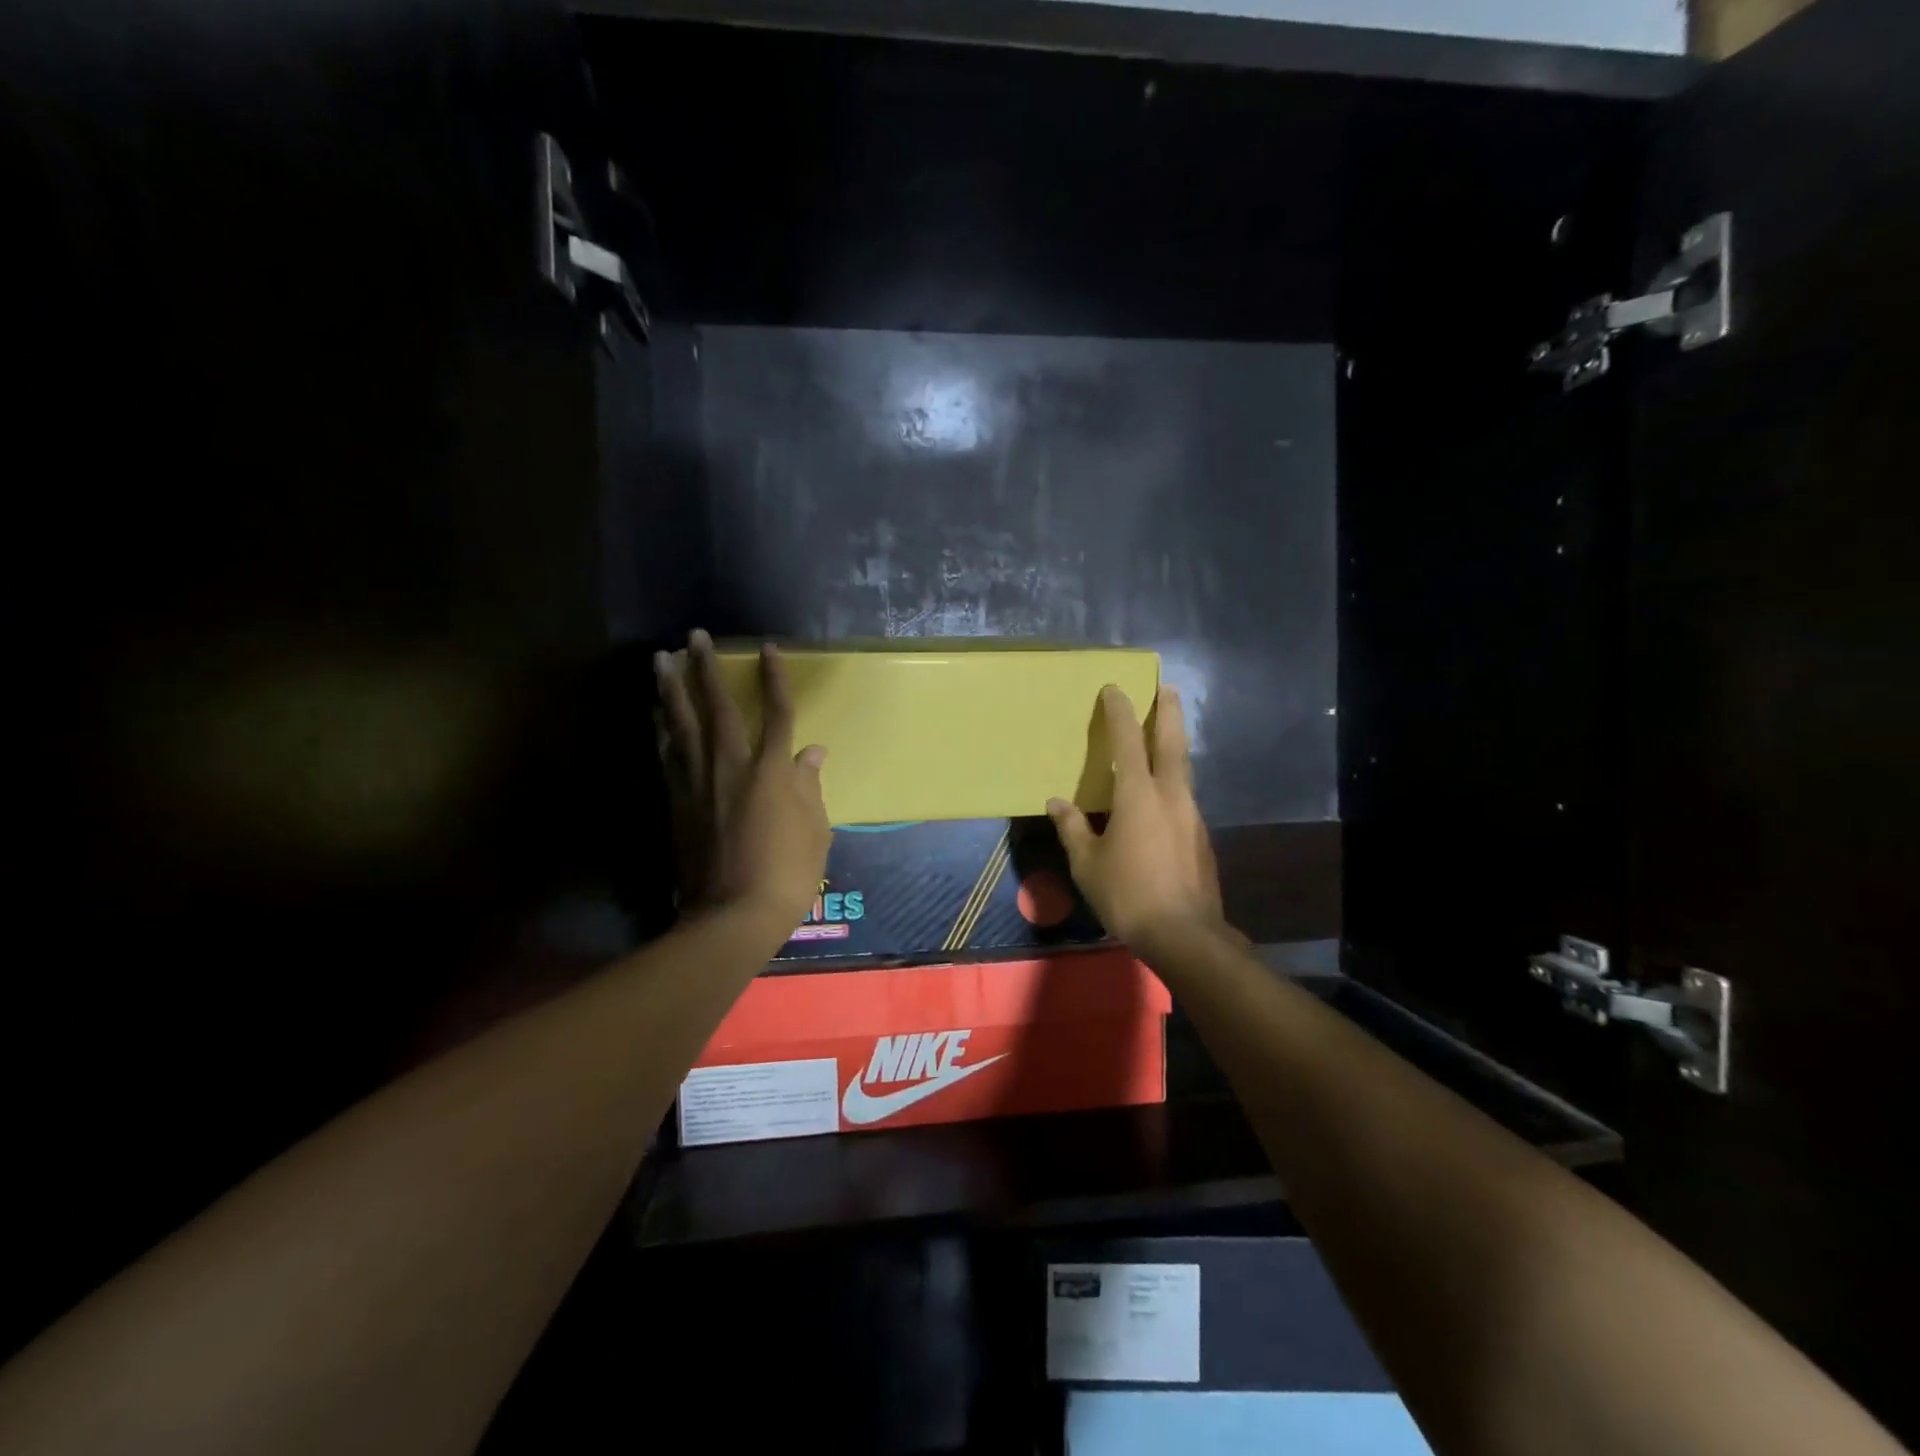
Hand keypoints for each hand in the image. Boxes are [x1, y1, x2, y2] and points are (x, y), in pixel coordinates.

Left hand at [656, 630, 830, 933]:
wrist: (732, 916)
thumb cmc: (787, 873)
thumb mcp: (815, 830)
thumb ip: (809, 786)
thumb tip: (812, 752)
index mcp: (771, 772)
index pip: (776, 713)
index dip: (773, 678)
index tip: (767, 648)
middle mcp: (731, 767)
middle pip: (717, 707)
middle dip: (706, 668)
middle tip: (694, 636)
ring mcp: (698, 784)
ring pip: (681, 726)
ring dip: (671, 689)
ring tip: (661, 659)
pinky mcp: (677, 803)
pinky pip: (668, 756)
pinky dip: (662, 731)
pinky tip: (656, 714)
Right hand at [1047, 685, 1228, 947]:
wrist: (1184, 934)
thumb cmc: (1127, 894)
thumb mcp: (1087, 863)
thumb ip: (1072, 828)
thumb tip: (1056, 802)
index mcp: (1138, 795)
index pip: (1127, 741)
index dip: (1120, 712)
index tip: (1115, 689)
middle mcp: (1170, 795)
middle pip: (1172, 742)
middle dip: (1169, 711)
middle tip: (1168, 687)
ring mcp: (1191, 815)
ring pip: (1183, 768)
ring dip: (1174, 745)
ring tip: (1163, 736)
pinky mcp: (1201, 836)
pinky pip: (1183, 796)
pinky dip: (1173, 781)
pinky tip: (1161, 796)